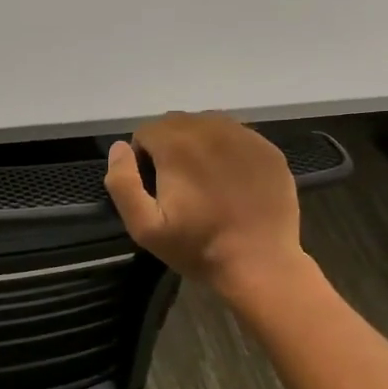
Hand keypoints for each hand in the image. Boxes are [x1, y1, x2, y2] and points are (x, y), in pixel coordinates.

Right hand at [103, 111, 307, 305]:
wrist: (261, 265)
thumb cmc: (198, 247)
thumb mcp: (144, 226)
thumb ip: (122, 182)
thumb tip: (119, 148)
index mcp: (177, 145)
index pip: (146, 131)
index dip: (142, 157)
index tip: (153, 186)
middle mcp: (211, 129)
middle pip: (176, 123)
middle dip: (168, 146)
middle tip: (177, 184)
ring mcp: (245, 137)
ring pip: (207, 124)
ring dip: (197, 144)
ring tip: (203, 179)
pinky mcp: (268, 150)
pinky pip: (237, 136)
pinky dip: (227, 150)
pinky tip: (231, 181)